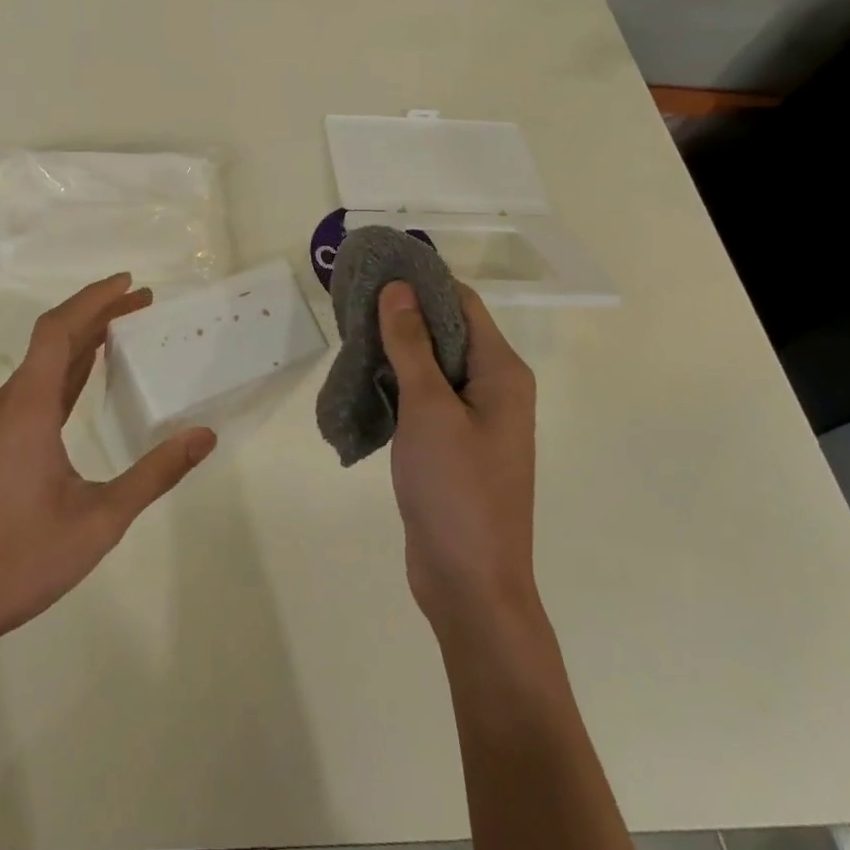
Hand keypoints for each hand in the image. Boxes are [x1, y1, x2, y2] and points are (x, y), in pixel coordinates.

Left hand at [0, 274, 215, 652]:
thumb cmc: (26, 557)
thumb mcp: (102, 518)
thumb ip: (154, 474)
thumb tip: (203, 436)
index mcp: (28, 409)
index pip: (57, 331)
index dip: (92, 300)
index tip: (128, 284)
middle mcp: (9, 404)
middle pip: (51, 339)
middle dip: (95, 313)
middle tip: (141, 301)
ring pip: (42, 362)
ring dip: (81, 338)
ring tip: (123, 327)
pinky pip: (35, 387)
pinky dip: (66, 367)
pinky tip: (86, 371)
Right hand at [378, 280, 542, 639]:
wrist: (470, 584)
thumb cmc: (456, 490)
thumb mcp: (429, 409)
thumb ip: (411, 345)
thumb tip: (399, 288)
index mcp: (501, 373)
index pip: (462, 303)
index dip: (423, 279)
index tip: (378, 265)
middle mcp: (493, 389)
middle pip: (447, 331)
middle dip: (402, 312)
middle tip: (352, 298)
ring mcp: (473, 419)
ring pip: (431, 365)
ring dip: (395, 347)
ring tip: (348, 329)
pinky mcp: (451, 444)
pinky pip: (424, 397)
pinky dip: (395, 382)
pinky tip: (361, 377)